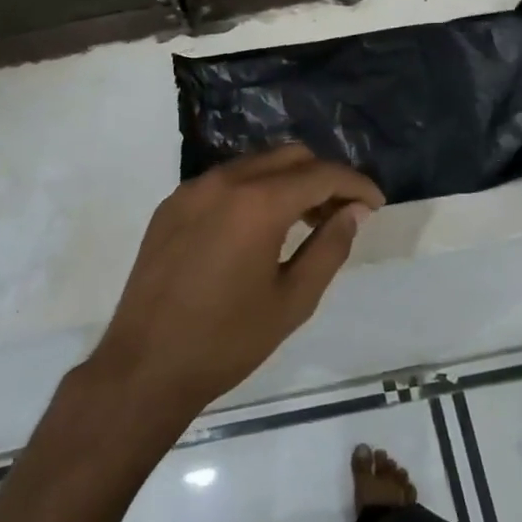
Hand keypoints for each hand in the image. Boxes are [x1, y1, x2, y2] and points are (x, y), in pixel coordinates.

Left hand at [88, 145, 384, 421]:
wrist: (145, 365)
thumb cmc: (227, 340)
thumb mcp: (293, 300)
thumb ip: (330, 248)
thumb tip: (353, 212)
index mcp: (258, 203)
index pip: (321, 174)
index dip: (356, 184)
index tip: (376, 204)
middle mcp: (224, 181)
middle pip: (289, 157)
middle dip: (323, 177)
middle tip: (343, 213)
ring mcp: (192, 189)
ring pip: (255, 164)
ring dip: (288, 182)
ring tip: (305, 221)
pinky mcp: (171, 205)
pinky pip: (224, 181)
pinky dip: (253, 190)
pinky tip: (258, 228)